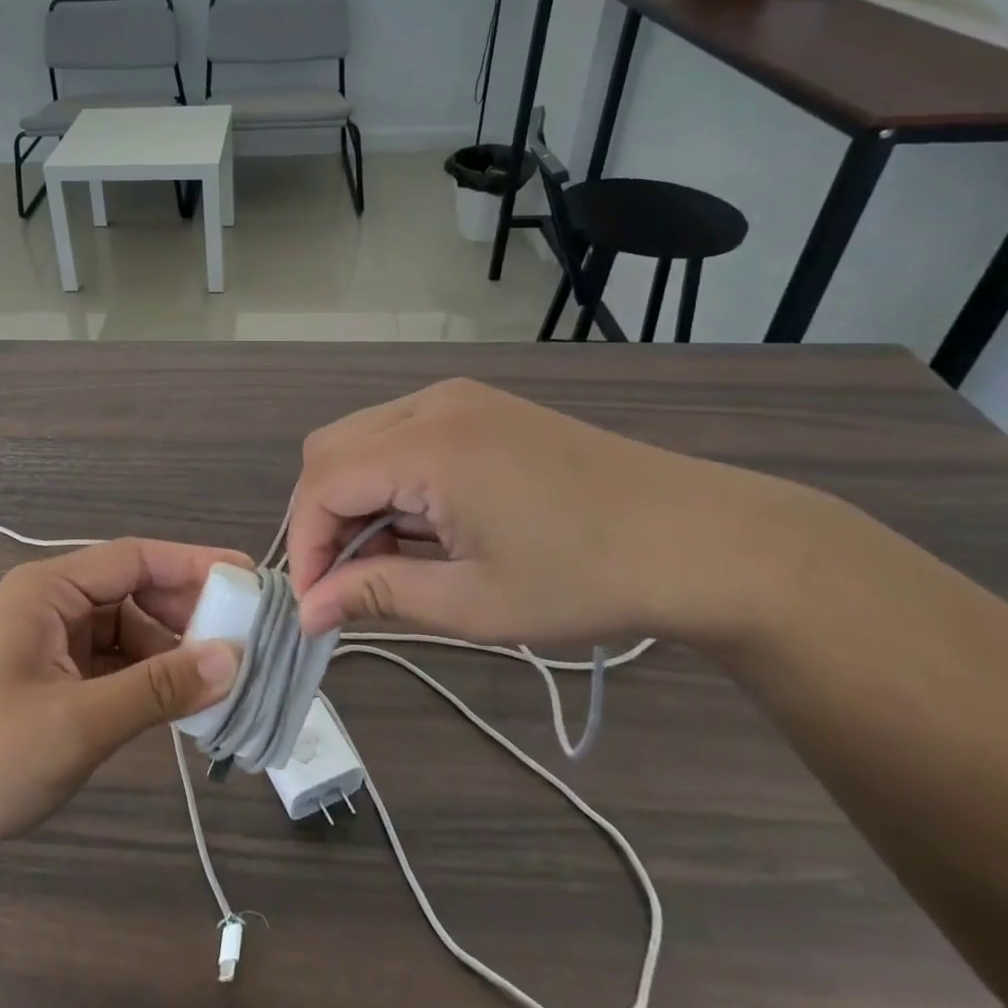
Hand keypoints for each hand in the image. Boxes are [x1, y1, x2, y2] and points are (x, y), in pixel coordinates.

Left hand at [0, 539, 242, 862]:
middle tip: (246, 637)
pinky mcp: (53, 678)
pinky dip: (148, 677)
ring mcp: (50, 642)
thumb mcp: (79, 722)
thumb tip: (234, 658)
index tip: (248, 578)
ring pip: (128, 629)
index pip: (134, 558)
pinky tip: (182, 701)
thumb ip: (158, 688)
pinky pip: (114, 663)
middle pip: (134, 591)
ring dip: (172, 650)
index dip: (194, 564)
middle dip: (188, 612)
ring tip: (224, 676)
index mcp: (48, 590)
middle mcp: (51, 604)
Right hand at [289, 378, 841, 649]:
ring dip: (353, 497)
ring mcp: (455, 397)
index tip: (313, 605)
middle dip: (321, 518)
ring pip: (360, 438)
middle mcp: (430, 404)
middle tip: (345, 582)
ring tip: (386, 559)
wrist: (702, 539)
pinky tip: (421, 524)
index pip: (323, 484)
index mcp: (428, 446)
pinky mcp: (477, 405)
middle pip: (329, 450)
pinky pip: (398, 434)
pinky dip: (387, 479)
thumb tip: (309, 610)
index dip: (305, 545)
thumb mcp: (475, 602)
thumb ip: (378, 595)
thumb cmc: (588, 579)